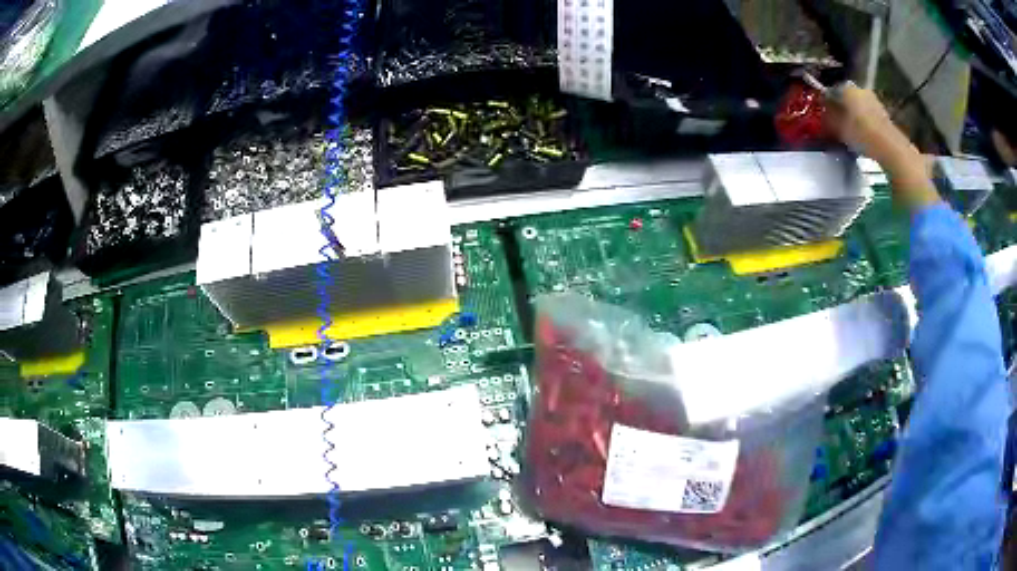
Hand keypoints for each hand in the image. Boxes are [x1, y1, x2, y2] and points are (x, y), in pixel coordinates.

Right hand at [826, 84, 903, 162]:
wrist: (889, 146)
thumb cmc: (860, 134)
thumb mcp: (838, 128)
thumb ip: (829, 118)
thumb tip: (824, 114)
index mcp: (845, 87)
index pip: (831, 91)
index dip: (827, 104)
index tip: (825, 115)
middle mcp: (859, 88)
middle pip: (847, 98)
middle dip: (842, 108)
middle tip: (838, 124)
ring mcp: (874, 100)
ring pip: (859, 106)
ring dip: (855, 116)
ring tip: (852, 132)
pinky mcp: (884, 113)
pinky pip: (869, 115)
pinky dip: (866, 123)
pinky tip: (864, 135)